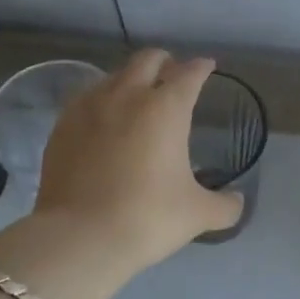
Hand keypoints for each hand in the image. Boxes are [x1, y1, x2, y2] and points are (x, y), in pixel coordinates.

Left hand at [31, 48, 244, 276]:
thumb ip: (224, 205)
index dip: (201, 68)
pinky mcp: (62, 126)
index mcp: (166, 108)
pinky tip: (103, 119)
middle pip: (148, 60)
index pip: (189, 74)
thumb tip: (237, 201)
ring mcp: (89, 108)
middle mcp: (128, 96)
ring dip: (131, 78)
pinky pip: (87, 98)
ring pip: (114, 75)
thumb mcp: (197, 214)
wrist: (78, 238)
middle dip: (165, 62)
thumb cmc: (147, 217)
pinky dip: (102, 99)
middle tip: (173, 74)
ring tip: (137, 95)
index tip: (207, 67)